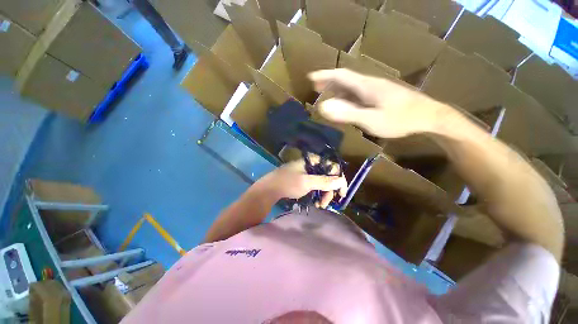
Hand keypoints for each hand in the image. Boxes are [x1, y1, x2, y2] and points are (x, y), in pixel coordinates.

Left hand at [258, 156, 347, 207]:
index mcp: (313, 160)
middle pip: (328, 176)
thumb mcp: (306, 182)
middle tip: (326, 203)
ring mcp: (307, 172)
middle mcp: (311, 164)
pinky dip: (318, 194)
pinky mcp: (303, 179)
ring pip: (322, 182)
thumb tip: (341, 181)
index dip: (339, 179)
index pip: (332, 167)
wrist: (269, 189)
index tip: (341, 193)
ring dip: (324, 194)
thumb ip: (324, 181)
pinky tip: (316, 202)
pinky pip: (315, 185)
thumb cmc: (287, 183)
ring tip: (320, 205)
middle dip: (329, 190)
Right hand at [309, 69, 451, 138]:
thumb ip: (347, 113)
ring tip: (327, 97)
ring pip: (351, 87)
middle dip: (328, 82)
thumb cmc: (400, 119)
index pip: (341, 75)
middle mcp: (369, 84)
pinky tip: (345, 104)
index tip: (311, 77)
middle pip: (345, 79)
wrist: (429, 117)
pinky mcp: (380, 96)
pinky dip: (346, 97)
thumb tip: (323, 107)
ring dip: (337, 91)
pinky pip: (358, 94)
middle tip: (315, 87)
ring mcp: (375, 90)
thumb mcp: (371, 119)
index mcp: (366, 86)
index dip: (325, 75)